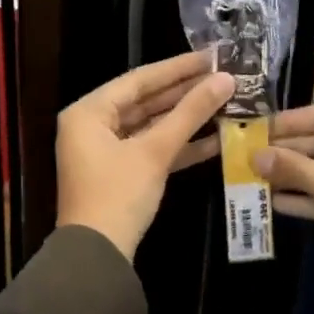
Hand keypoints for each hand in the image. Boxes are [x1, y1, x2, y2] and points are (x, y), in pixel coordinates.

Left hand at [57, 52, 234, 260]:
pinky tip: (215, 138)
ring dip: (185, 119)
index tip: (211, 56)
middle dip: (184, 92)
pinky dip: (178, 145)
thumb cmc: (118, 195)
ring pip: (150, 126)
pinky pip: (151, 149)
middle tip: (223, 77)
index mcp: (88, 112)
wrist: (97, 257)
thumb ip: (190, 113)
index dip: (177, 67)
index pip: (138, 80)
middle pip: (144, 101)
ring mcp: (105, 151)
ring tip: (225, 102)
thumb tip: (226, 80)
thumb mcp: (155, 152)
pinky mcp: (120, 173)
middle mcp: (91, 126)